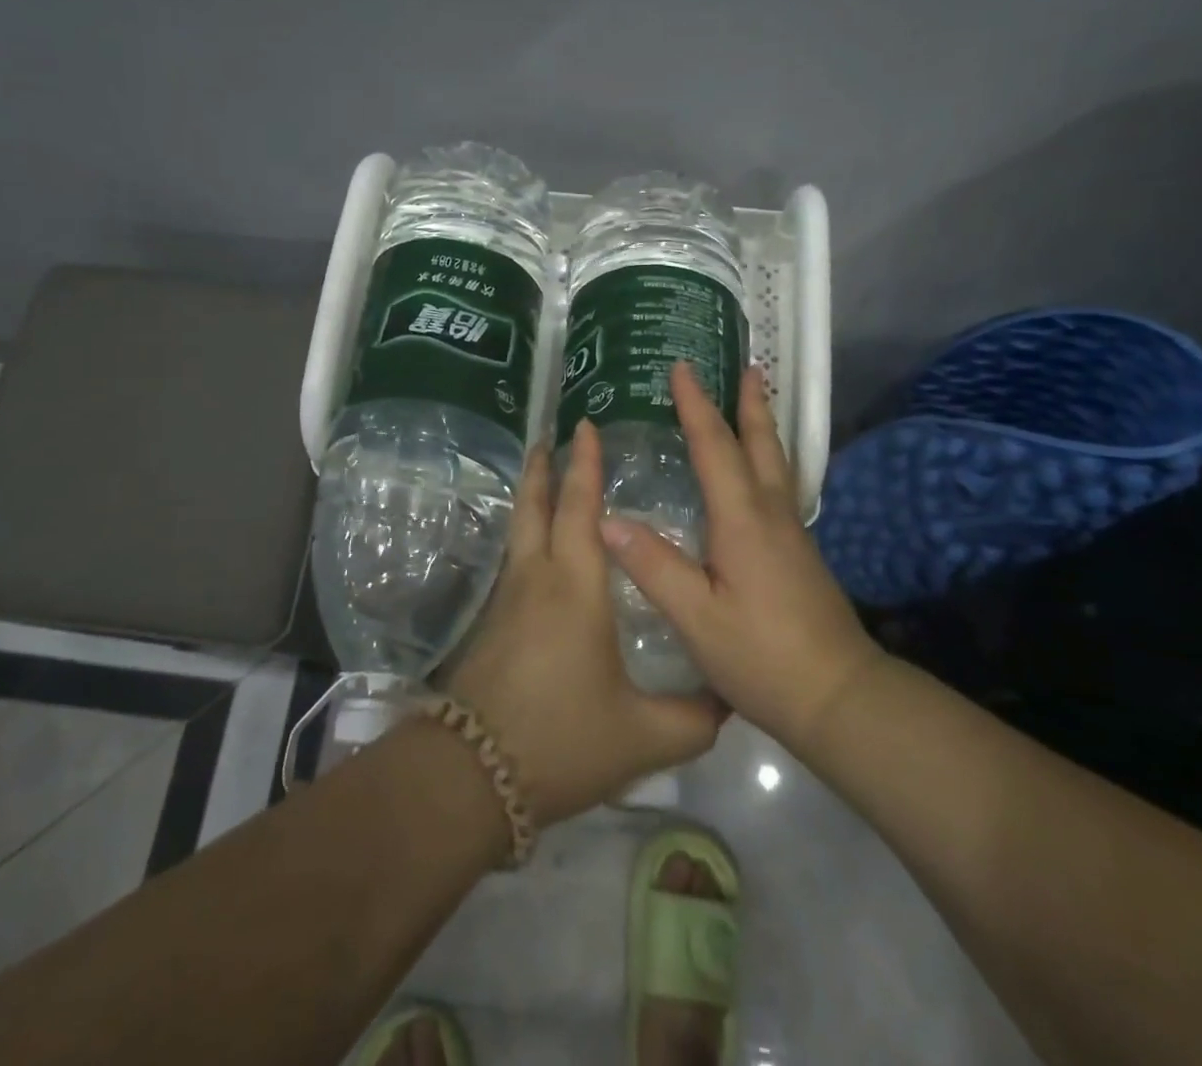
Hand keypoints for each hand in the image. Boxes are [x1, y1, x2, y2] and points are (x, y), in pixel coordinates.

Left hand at [440, 421, 724, 826]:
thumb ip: (694, 717)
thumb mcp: (643, 736)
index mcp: (576, 587)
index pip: (580, 508)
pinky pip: (513, 562)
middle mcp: (537, 579)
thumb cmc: (563, 740)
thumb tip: (728, 700)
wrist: (472, 775)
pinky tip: (538, 556)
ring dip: (532, 500)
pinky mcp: (491, 626)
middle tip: (549, 438)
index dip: (584, 465)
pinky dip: (526, 537)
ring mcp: (507, 601)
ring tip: (542, 480)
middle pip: (535, 507)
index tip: (584, 427)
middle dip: (544, 469)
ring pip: (519, 532)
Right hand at [600, 363, 879, 750]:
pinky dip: (768, 458)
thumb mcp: (696, 617)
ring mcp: (791, 532)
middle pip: (761, 443)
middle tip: (748, 366)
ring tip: (758, 400)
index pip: (714, 446)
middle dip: (749, 402)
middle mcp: (771, 513)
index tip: (682, 367)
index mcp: (742, 518)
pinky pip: (780, 485)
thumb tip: (606, 517)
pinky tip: (760, 474)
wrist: (840, 697)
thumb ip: (653, 565)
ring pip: (777, 462)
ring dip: (764, 425)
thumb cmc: (762, 655)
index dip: (695, 404)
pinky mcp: (800, 552)